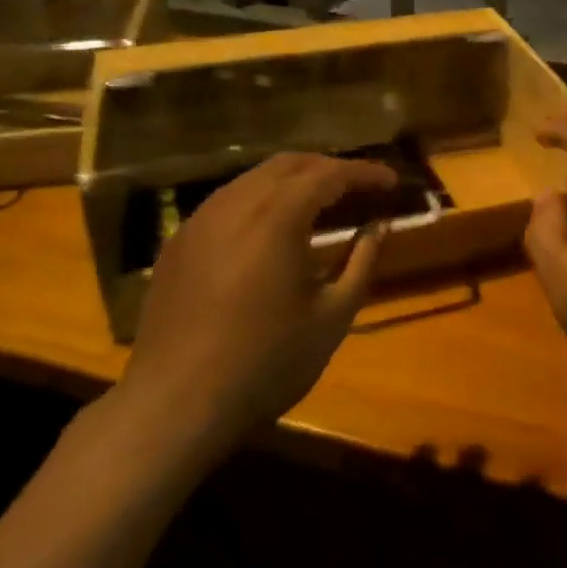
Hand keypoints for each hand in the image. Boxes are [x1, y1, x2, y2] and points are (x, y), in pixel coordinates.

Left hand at [115, 153, 396, 457]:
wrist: (175, 404)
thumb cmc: (266, 362)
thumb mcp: (332, 317)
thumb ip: (361, 263)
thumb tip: (379, 226)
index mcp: (278, 216)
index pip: (329, 174)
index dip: (364, 172)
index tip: (391, 180)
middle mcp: (236, 203)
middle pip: (289, 164)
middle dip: (328, 167)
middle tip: (358, 186)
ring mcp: (201, 219)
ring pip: (254, 178)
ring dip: (292, 180)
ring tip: (318, 201)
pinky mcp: (179, 242)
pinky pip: (227, 201)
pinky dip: (259, 199)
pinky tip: (269, 229)